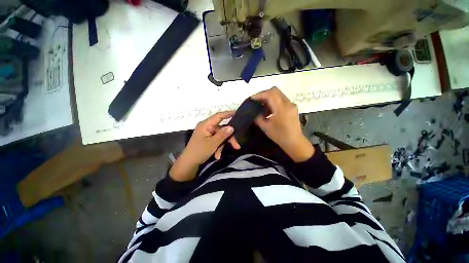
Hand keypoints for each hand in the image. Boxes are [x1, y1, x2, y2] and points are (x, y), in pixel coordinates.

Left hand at [169, 111, 240, 181]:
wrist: (188, 163)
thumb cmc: (199, 152)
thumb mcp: (212, 144)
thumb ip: (223, 135)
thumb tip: (232, 127)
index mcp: (206, 125)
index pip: (218, 116)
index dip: (228, 113)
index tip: (237, 112)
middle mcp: (207, 127)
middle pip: (221, 129)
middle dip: (228, 138)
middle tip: (237, 146)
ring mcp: (207, 133)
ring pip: (220, 136)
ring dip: (222, 145)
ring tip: (219, 156)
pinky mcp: (207, 139)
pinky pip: (216, 140)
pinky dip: (218, 147)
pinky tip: (217, 156)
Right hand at [251, 87, 313, 161]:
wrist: (294, 142)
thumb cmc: (279, 136)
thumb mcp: (265, 127)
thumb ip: (258, 118)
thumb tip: (253, 112)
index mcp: (281, 109)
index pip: (270, 94)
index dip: (260, 94)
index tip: (252, 99)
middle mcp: (288, 104)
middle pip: (275, 91)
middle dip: (264, 94)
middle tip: (257, 101)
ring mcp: (291, 105)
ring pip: (278, 94)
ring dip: (269, 98)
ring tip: (262, 106)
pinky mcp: (292, 107)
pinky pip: (281, 100)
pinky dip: (274, 101)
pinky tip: (269, 110)